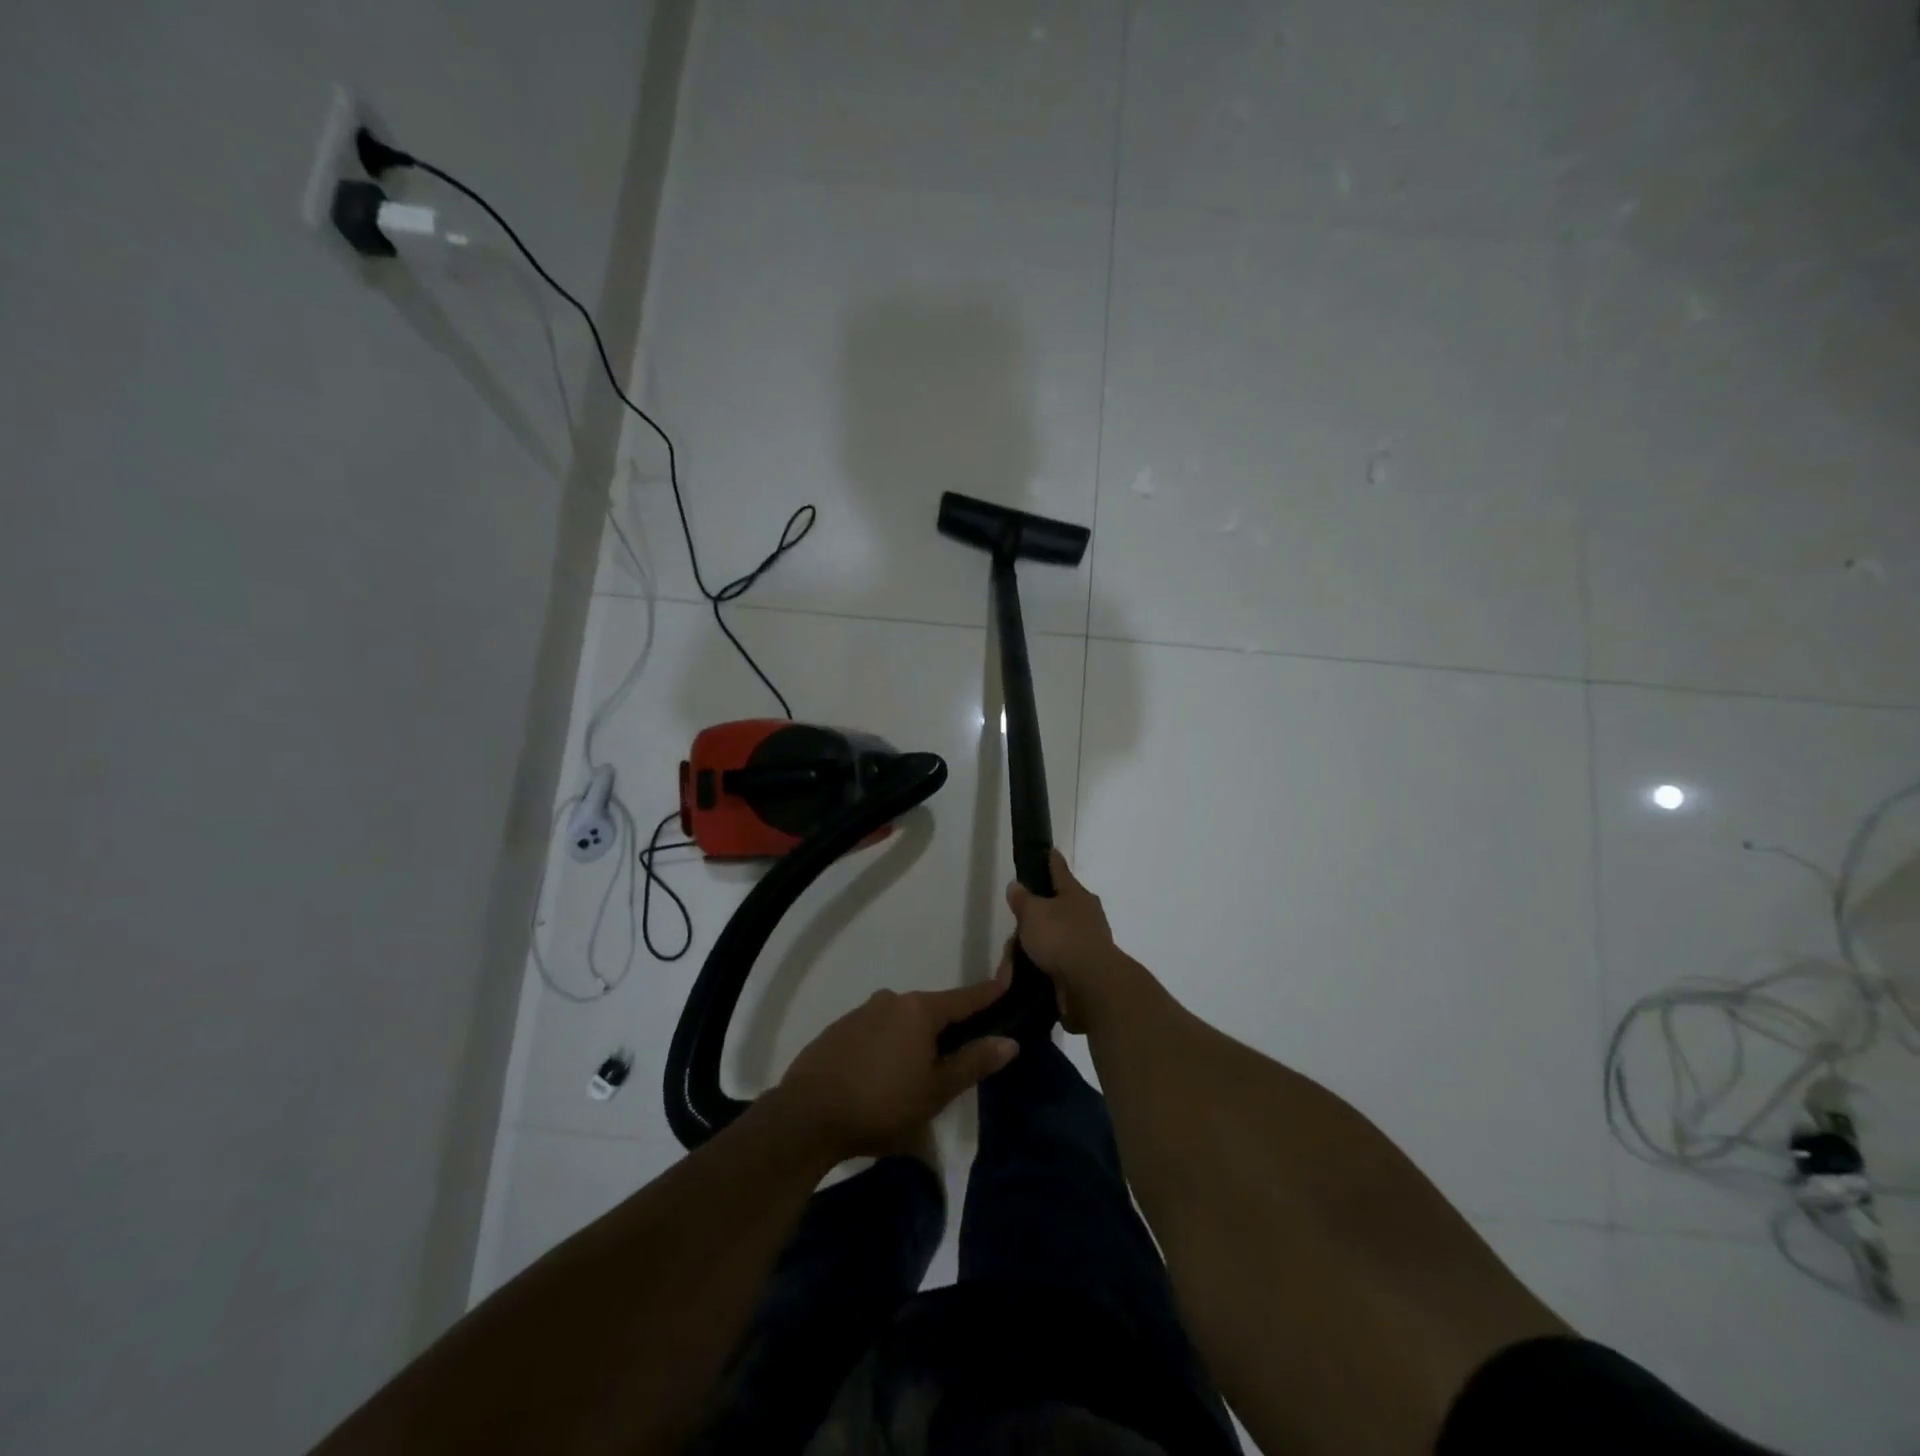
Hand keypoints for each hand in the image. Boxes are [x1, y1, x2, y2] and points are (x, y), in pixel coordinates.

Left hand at [776, 967, 1019, 1160]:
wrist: (806, 1116)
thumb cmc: (881, 1104)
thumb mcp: (935, 1091)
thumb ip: (972, 1063)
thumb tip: (1009, 1041)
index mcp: (919, 1010)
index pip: (964, 998)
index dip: (988, 993)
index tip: (1007, 981)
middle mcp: (891, 1000)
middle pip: (930, 1011)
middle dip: (945, 1029)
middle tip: (956, 1059)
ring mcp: (860, 1013)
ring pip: (899, 1022)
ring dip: (912, 1041)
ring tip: (914, 1077)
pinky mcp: (837, 1031)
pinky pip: (873, 1033)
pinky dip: (885, 1047)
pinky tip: (880, 1077)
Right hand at [1005, 850, 1124, 1032]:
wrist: (1091, 985)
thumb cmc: (1061, 937)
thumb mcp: (1033, 913)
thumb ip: (1023, 899)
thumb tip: (1017, 886)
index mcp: (1076, 894)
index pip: (1060, 870)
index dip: (1051, 860)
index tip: (1049, 850)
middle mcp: (1086, 914)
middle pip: (1055, 909)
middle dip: (1034, 919)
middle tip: (1016, 928)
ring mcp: (1088, 942)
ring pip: (1054, 938)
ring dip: (1036, 946)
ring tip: (1014, 961)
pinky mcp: (1085, 969)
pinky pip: (1057, 962)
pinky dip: (1043, 965)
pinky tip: (1028, 974)